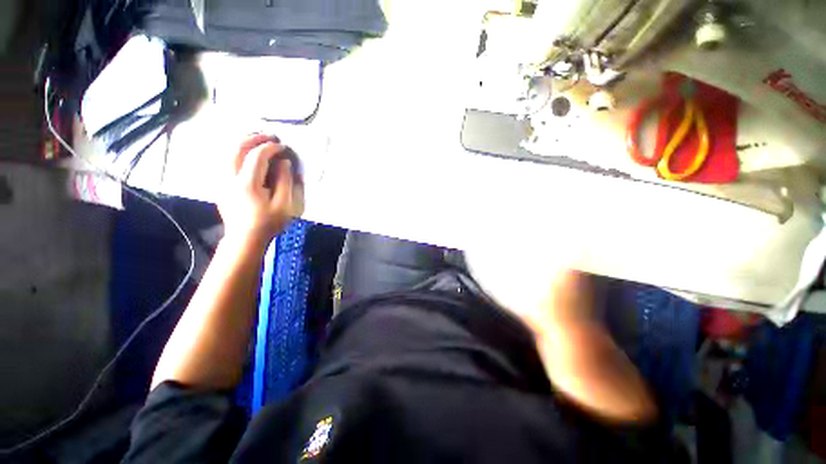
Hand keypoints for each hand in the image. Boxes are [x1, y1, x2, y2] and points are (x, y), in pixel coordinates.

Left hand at [218, 134, 304, 249]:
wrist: (245, 238)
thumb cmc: (268, 222)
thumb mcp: (284, 204)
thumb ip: (285, 181)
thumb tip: (284, 162)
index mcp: (248, 183)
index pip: (257, 155)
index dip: (271, 147)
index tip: (283, 146)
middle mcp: (230, 177)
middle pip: (237, 148)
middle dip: (254, 138)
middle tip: (269, 136)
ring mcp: (222, 180)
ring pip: (227, 152)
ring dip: (242, 142)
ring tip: (257, 140)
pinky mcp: (220, 184)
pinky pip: (225, 160)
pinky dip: (235, 151)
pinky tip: (245, 152)